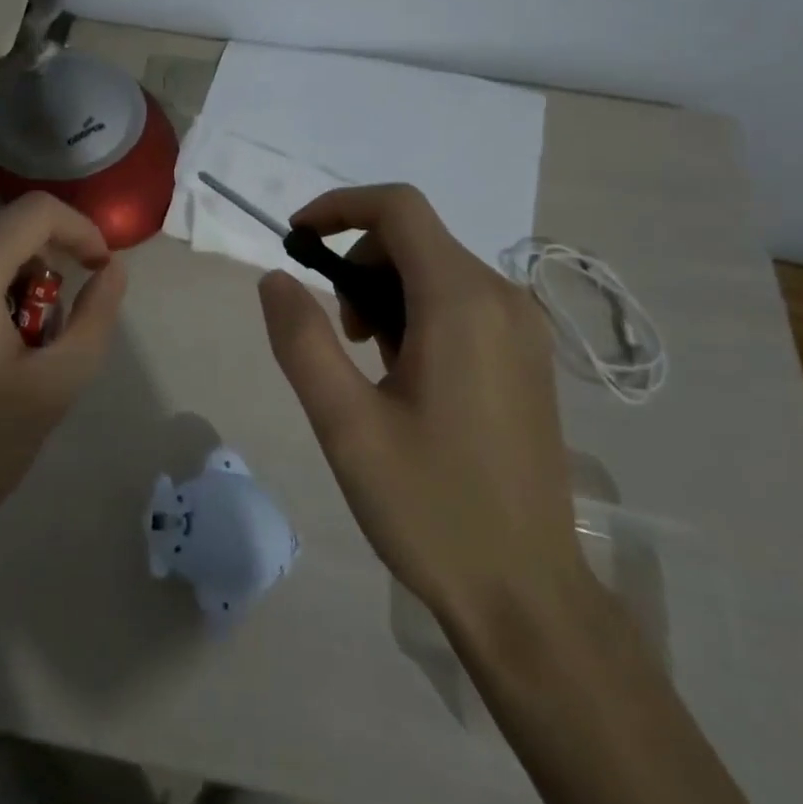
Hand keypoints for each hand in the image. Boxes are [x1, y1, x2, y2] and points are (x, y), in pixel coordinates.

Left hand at [0, 194, 128, 553]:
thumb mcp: (57, 384)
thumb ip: (96, 316)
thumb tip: (112, 268)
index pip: (36, 213)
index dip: (80, 231)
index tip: (99, 270)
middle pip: (5, 242)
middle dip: (39, 282)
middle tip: (44, 344)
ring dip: (5, 295)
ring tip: (5, 361)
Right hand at [257, 185, 578, 627]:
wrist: (527, 596)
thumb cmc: (431, 506)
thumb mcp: (345, 424)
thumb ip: (302, 340)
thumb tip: (274, 277)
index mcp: (462, 302)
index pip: (397, 207)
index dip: (338, 207)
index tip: (295, 240)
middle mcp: (503, 299)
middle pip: (414, 237)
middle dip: (358, 264)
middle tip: (337, 334)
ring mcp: (523, 329)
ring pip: (435, 269)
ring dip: (384, 292)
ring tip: (369, 365)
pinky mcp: (527, 357)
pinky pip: (461, 302)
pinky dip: (417, 313)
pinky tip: (406, 378)